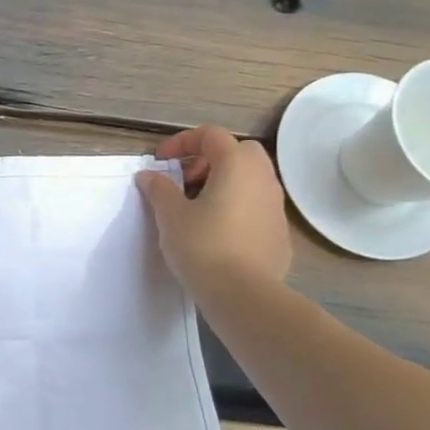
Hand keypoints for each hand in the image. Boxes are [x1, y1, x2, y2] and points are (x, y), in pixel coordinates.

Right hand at [136, 126, 290, 295]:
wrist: (243, 294)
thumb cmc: (202, 246)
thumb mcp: (170, 215)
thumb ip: (159, 189)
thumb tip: (149, 176)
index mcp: (237, 166)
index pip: (211, 135)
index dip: (182, 142)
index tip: (161, 161)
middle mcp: (263, 179)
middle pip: (238, 152)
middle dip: (209, 159)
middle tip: (185, 181)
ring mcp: (276, 206)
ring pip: (250, 180)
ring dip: (223, 183)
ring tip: (196, 208)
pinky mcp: (279, 233)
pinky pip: (256, 206)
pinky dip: (236, 206)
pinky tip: (216, 232)